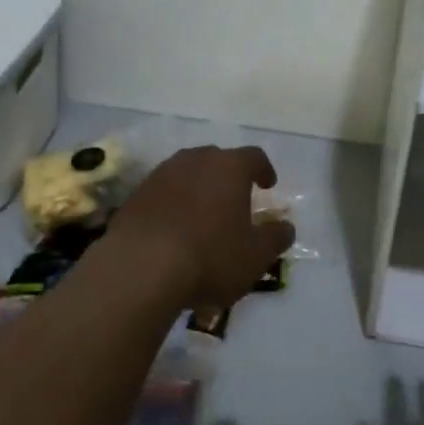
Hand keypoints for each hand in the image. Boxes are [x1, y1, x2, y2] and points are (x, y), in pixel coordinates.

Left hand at [108, 145, 293, 309]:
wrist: (140, 267)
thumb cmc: (209, 256)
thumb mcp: (255, 256)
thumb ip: (276, 238)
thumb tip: (286, 227)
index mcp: (230, 167)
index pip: (254, 157)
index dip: (264, 170)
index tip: (268, 184)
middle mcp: (196, 160)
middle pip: (218, 159)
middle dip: (228, 177)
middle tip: (235, 200)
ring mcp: (162, 174)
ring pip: (188, 172)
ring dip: (198, 188)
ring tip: (202, 214)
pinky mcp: (137, 193)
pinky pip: (164, 191)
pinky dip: (173, 203)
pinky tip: (173, 228)